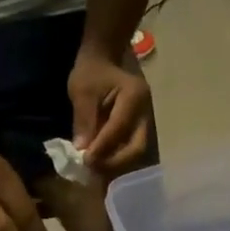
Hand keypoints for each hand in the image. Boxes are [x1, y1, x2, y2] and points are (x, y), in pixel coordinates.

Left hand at [68, 50, 150, 174]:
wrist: (105, 60)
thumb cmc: (92, 71)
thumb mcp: (82, 90)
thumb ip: (83, 119)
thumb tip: (82, 149)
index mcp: (135, 95)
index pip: (120, 128)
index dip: (103, 147)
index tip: (85, 160)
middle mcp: (147, 112)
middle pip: (137, 147)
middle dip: (114, 162)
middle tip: (93, 169)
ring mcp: (147, 123)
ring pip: (137, 153)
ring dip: (117, 165)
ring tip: (96, 170)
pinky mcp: (141, 131)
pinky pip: (132, 151)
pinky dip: (118, 161)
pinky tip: (103, 165)